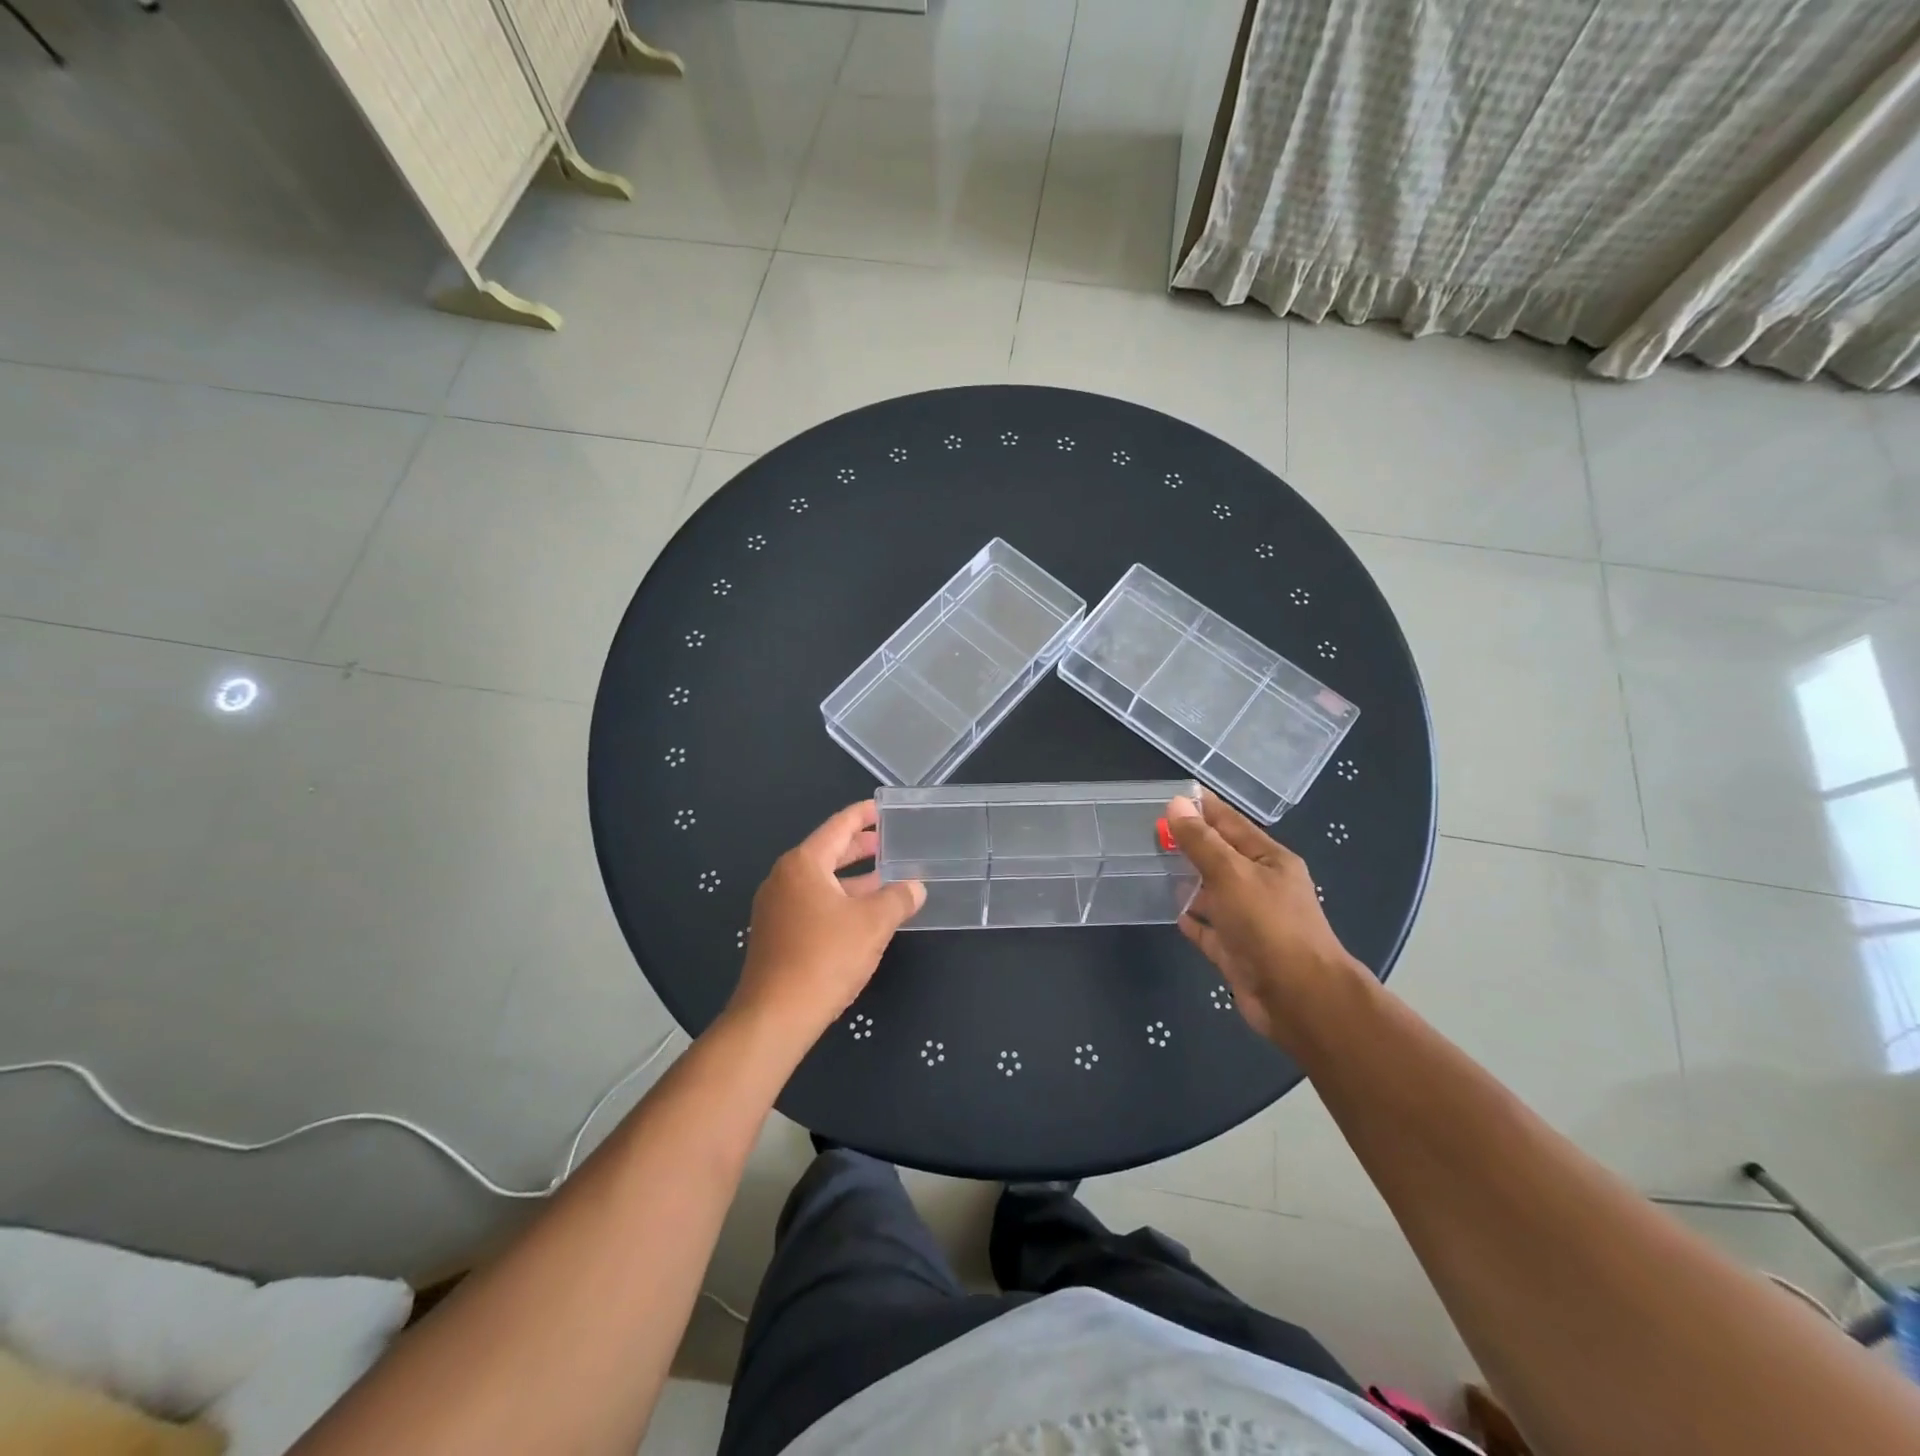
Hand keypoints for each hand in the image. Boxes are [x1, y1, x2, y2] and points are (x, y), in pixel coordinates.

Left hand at [730, 801, 924, 1037]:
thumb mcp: (873, 924)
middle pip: (828, 852)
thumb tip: (915, 887)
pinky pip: (813, 904)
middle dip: (860, 848)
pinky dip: (840, 901)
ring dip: (853, 879)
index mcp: (803, 864)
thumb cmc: (825, 958)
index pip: (838, 827)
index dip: (863, 815)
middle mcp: (784, 878)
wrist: (775, 1016)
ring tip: (886, 879)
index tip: (883, 808)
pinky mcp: (776, 934)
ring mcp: (776, 907)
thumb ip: (898, 899)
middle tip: (890, 842)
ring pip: (822, 882)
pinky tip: (863, 915)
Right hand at [1165, 793, 1367, 1050]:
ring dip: (1187, 880)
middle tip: (1149, 829)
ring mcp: (1248, 920)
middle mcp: (1260, 886)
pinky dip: (1192, 919)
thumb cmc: (1269, 926)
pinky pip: (1208, 928)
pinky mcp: (1235, 951)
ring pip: (1212, 892)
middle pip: (1220, 857)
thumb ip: (1201, 841)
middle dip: (1190, 843)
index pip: (1230, 823)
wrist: (1298, 999)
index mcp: (1269, 860)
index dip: (1203, 808)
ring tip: (1151, 864)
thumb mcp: (1232, 874)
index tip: (1170, 795)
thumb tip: (1176, 804)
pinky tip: (1171, 911)